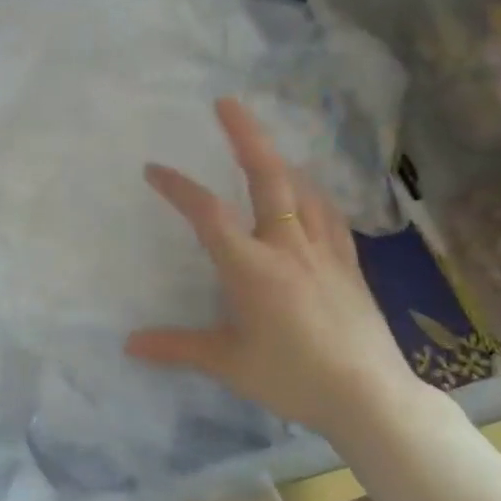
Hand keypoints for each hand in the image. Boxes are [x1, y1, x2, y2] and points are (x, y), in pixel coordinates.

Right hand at [125, 98, 425, 443]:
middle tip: (226, 102)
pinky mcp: (349, 265)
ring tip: (262, 148)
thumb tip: (129, 345)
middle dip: (245, 135)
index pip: (208, 214)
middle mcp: (288, 247)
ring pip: (303, 189)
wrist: (371, 398)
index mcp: (252, 267)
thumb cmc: (293, 378)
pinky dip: (313, 193)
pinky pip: (330, 214)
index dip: (177, 187)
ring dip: (279, 160)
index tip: (153, 169)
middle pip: (267, 177)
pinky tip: (309, 193)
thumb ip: (178, 347)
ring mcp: (325, 252)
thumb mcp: (228, 364)